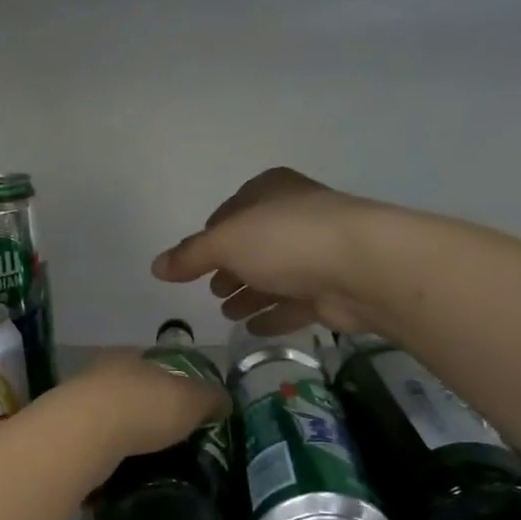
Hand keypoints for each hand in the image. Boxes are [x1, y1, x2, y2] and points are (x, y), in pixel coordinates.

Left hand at [55, 354, 228, 461]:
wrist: (84, 435)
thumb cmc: (143, 406)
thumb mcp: (191, 400)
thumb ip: (210, 398)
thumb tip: (223, 401)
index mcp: (130, 356)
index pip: (155, 362)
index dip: (173, 381)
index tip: (185, 405)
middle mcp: (100, 373)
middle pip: (130, 389)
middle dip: (146, 409)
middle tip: (168, 434)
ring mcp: (78, 403)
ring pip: (108, 417)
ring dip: (124, 433)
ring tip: (146, 457)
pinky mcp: (66, 435)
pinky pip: (94, 444)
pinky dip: (107, 455)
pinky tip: (120, 470)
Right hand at [151, 168, 384, 334]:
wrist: (364, 268)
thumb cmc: (287, 241)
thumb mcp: (227, 242)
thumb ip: (191, 256)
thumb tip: (156, 267)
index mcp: (272, 191)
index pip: (234, 209)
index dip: (213, 233)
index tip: (196, 259)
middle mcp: (297, 216)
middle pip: (255, 245)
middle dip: (231, 267)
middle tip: (213, 290)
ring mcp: (319, 253)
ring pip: (276, 275)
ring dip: (251, 294)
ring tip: (228, 313)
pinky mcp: (334, 289)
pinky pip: (296, 303)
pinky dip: (274, 314)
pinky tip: (253, 328)